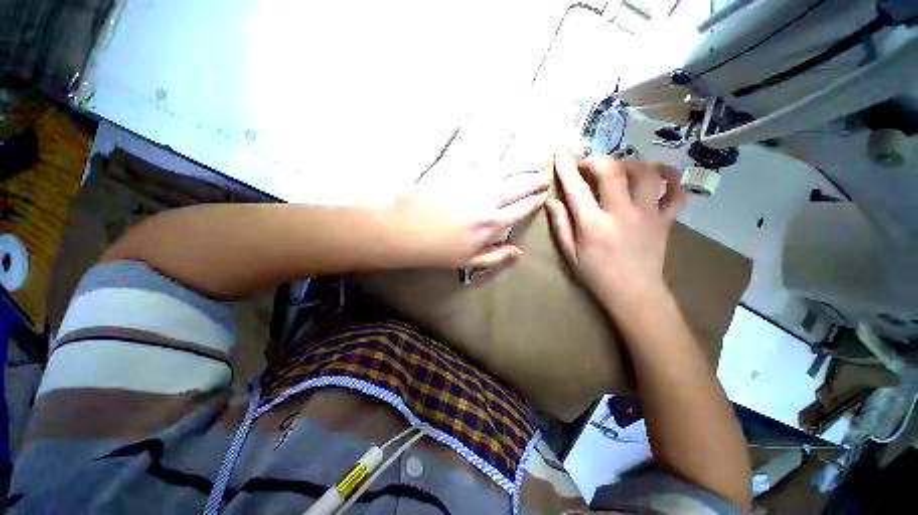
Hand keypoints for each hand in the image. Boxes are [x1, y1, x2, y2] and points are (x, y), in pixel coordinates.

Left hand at [388, 165, 548, 268]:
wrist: (405, 230)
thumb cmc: (437, 250)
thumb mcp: (469, 261)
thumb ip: (497, 256)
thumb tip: (519, 251)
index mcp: (491, 222)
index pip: (522, 207)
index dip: (535, 200)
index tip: (543, 195)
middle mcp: (486, 199)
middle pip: (517, 185)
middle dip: (534, 180)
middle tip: (543, 176)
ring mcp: (470, 182)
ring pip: (502, 170)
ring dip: (518, 167)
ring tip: (528, 165)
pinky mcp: (455, 171)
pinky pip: (477, 159)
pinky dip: (490, 158)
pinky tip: (495, 157)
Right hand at [546, 153, 686, 308]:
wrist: (635, 293)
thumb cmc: (597, 275)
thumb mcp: (570, 254)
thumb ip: (561, 225)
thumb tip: (551, 202)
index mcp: (594, 225)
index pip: (577, 189)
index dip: (567, 169)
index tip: (561, 155)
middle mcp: (622, 213)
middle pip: (612, 171)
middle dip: (596, 160)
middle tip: (588, 166)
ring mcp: (648, 214)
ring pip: (645, 173)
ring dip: (629, 164)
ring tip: (618, 170)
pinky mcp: (666, 219)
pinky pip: (676, 191)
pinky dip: (670, 178)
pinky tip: (658, 175)